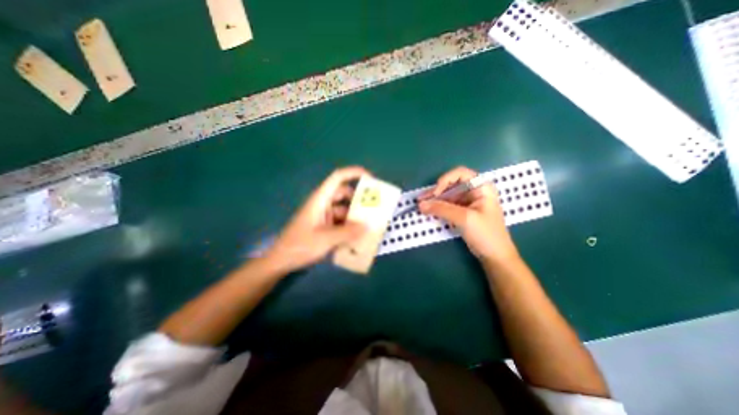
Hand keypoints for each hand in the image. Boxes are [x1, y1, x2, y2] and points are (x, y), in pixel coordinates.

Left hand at [265, 168, 368, 272]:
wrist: (281, 261)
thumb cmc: (300, 246)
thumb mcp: (326, 239)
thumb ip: (348, 232)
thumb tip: (367, 226)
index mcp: (320, 199)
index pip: (338, 178)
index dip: (354, 173)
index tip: (371, 180)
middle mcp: (323, 204)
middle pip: (344, 193)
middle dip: (359, 198)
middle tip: (375, 207)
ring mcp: (323, 215)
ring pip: (343, 209)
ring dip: (355, 214)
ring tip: (370, 224)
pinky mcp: (324, 226)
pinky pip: (341, 221)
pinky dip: (349, 225)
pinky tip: (358, 235)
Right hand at [417, 165, 514, 261]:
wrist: (495, 256)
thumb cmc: (486, 234)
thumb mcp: (464, 219)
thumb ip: (442, 209)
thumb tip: (421, 204)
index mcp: (481, 187)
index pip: (460, 173)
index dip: (445, 180)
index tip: (435, 194)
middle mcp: (474, 191)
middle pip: (451, 184)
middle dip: (436, 192)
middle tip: (420, 200)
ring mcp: (468, 201)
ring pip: (448, 195)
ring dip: (435, 200)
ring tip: (420, 205)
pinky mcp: (463, 211)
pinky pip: (448, 205)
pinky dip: (438, 207)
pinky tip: (429, 210)